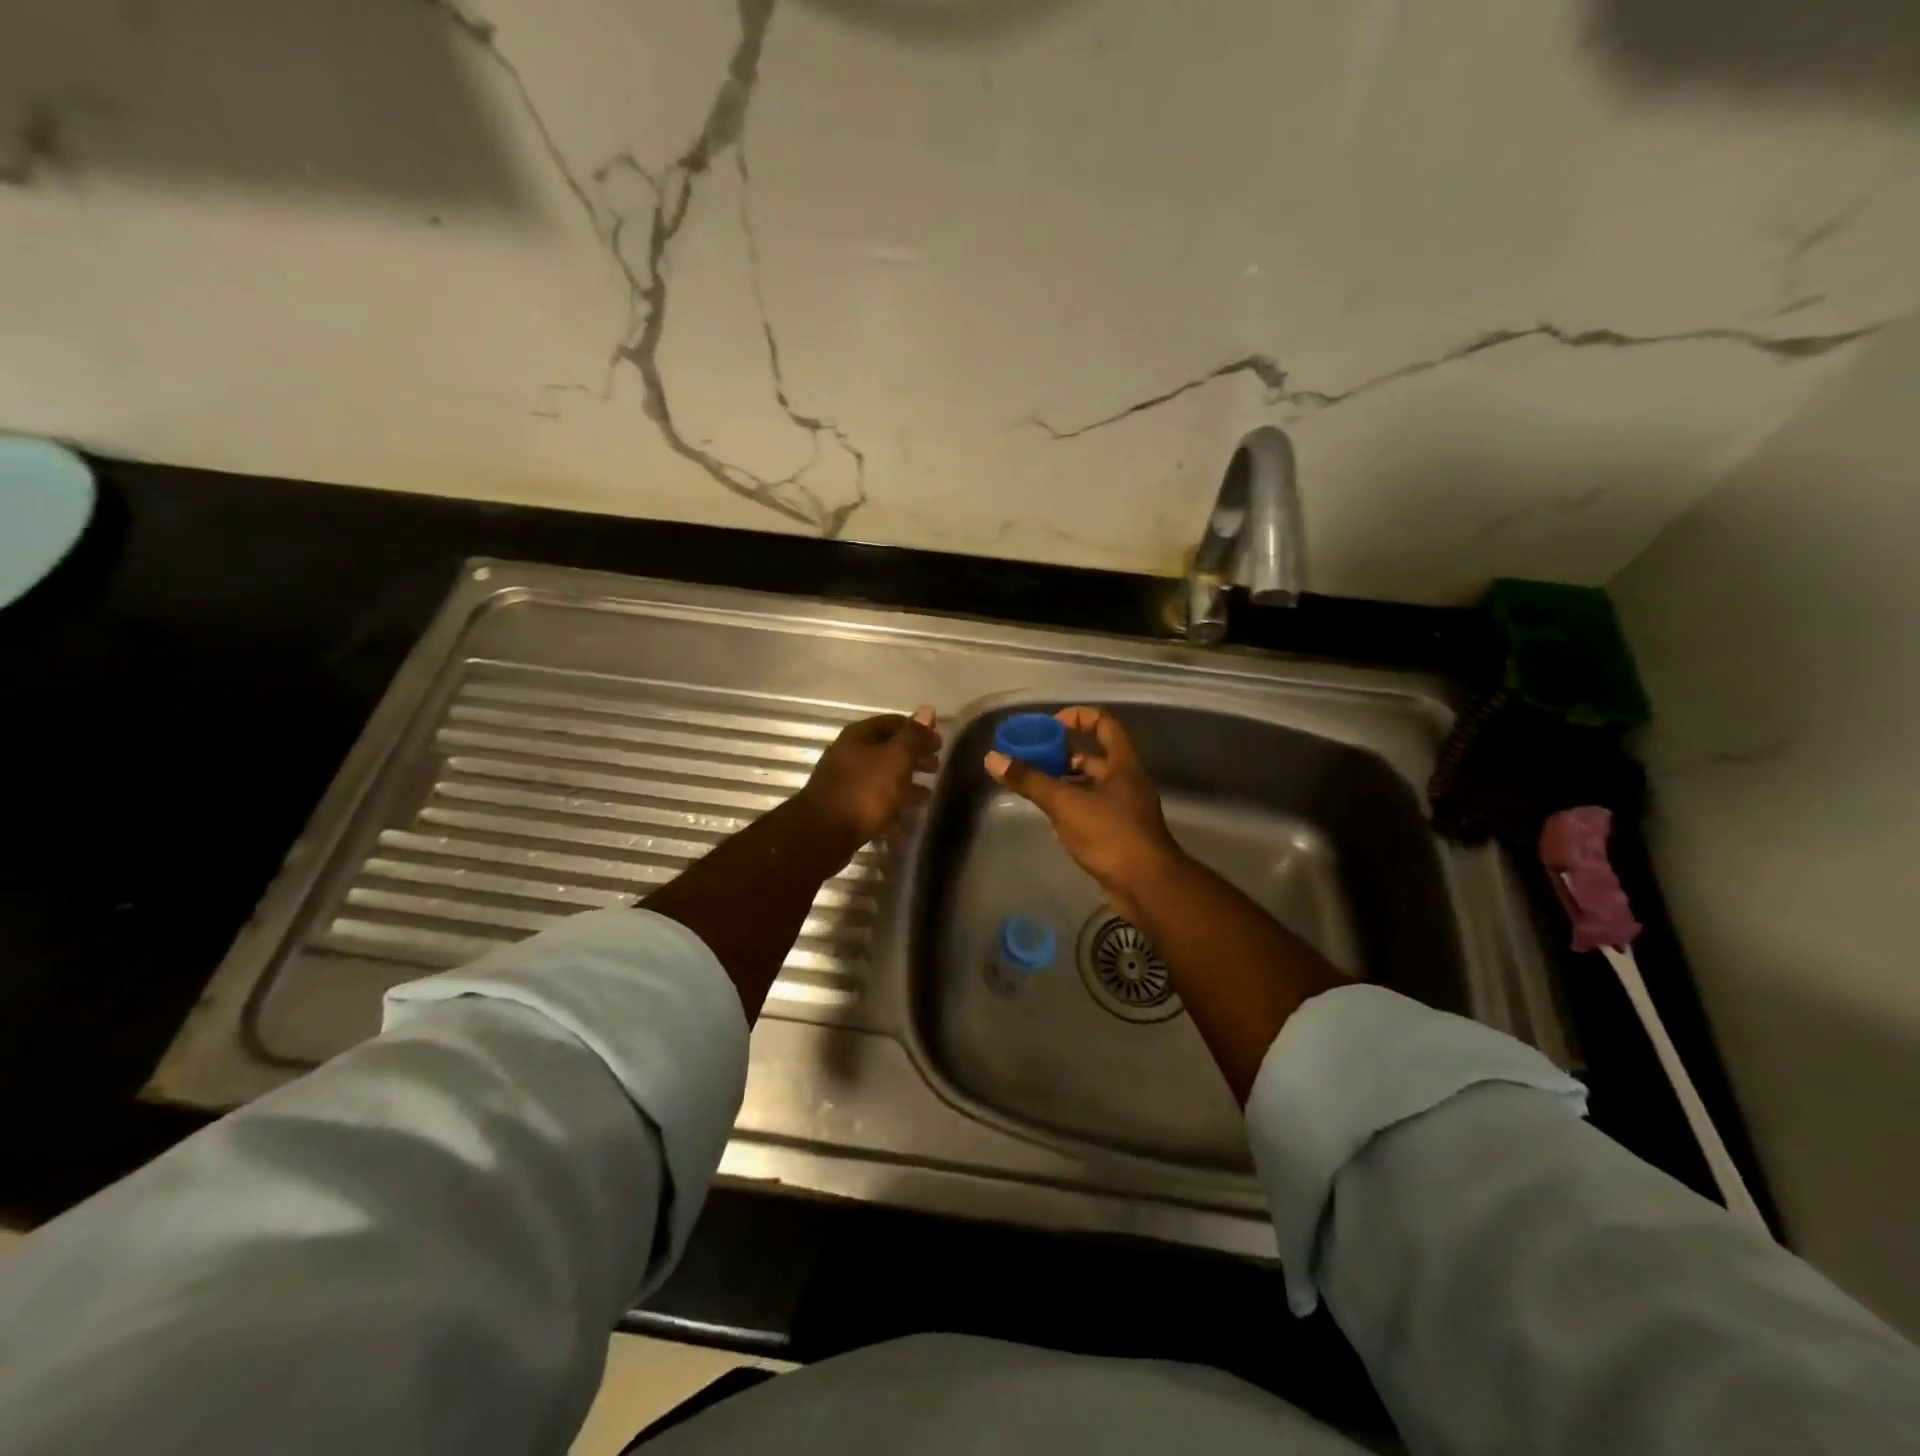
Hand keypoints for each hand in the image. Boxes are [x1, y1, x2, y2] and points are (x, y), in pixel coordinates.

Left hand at [796, 708, 941, 856]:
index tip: (939, 743)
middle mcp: (848, 755)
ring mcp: (845, 783)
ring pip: (881, 779)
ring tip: (926, 796)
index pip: (892, 723)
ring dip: (904, 785)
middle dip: (912, 758)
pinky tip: (904, 822)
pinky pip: (873, 804)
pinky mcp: (845, 809)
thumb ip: (913, 737)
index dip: (917, 731)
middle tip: (935, 767)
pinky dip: (890, 809)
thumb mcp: (895, 759)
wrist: (823, 834)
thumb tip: (927, 709)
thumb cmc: (864, 790)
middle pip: (886, 751)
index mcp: (859, 736)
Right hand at [985, 706, 1183, 920]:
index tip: (1051, 725)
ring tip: (1037, 787)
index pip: (1104, 723)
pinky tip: (1052, 820)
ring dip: (1067, 784)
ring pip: (1093, 786)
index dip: (1078, 717)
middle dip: (1065, 756)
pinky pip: (1094, 811)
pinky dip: (1073, 809)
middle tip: (1035, 760)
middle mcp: (1128, 782)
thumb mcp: (1065, 803)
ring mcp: (1127, 810)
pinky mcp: (1121, 834)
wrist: (1146, 886)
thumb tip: (993, 758)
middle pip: (1096, 757)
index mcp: (1123, 764)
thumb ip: (1030, 780)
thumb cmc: (1109, 834)